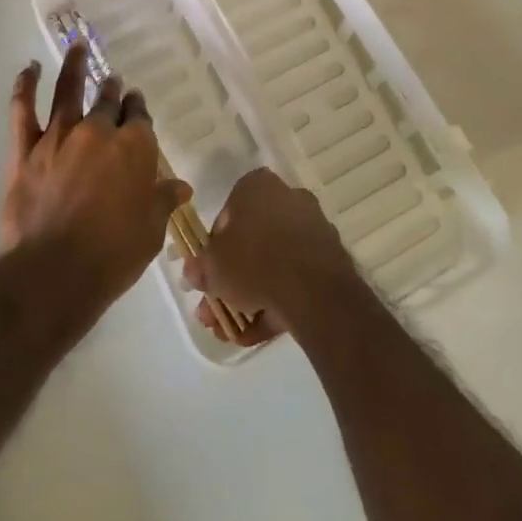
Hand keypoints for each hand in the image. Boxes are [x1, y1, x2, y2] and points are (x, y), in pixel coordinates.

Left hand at [1, 43, 191, 318]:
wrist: (55, 272)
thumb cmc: (113, 254)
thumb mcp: (151, 231)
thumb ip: (163, 200)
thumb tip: (181, 186)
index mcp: (134, 147)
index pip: (140, 119)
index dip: (138, 110)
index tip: (136, 104)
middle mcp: (98, 131)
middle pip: (108, 102)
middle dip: (113, 90)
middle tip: (113, 81)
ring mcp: (59, 136)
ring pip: (68, 91)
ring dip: (75, 66)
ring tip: (78, 46)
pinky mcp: (26, 149)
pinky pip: (22, 110)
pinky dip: (24, 86)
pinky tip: (28, 68)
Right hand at [182, 168, 357, 345]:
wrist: (312, 288)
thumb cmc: (253, 260)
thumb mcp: (212, 266)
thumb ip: (200, 267)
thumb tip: (193, 273)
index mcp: (257, 186)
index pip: (228, 213)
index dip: (214, 247)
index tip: (208, 273)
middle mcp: (287, 199)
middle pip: (252, 241)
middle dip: (232, 278)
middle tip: (215, 309)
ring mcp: (311, 229)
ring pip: (273, 263)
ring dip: (251, 296)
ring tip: (232, 330)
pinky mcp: (328, 260)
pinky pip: (294, 280)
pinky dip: (276, 303)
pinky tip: (256, 333)